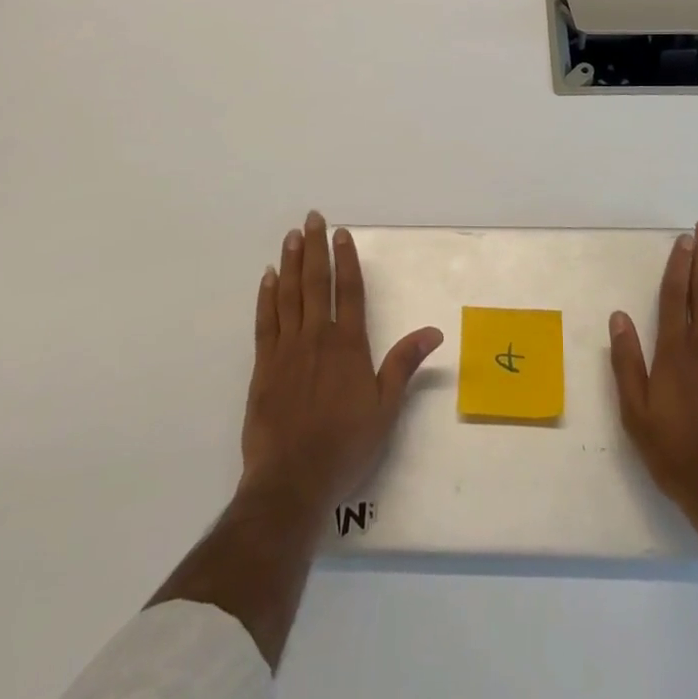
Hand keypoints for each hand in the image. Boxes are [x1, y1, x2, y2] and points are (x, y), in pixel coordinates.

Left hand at [241, 211, 442, 513]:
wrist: (291, 480)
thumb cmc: (345, 446)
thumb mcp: (385, 409)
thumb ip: (404, 365)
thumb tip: (433, 331)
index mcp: (348, 345)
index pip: (349, 290)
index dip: (346, 259)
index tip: (341, 233)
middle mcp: (317, 337)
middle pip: (316, 282)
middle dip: (315, 247)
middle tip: (312, 217)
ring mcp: (287, 349)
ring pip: (288, 294)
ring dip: (290, 262)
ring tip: (291, 236)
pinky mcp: (263, 365)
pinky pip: (265, 321)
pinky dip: (266, 296)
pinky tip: (268, 277)